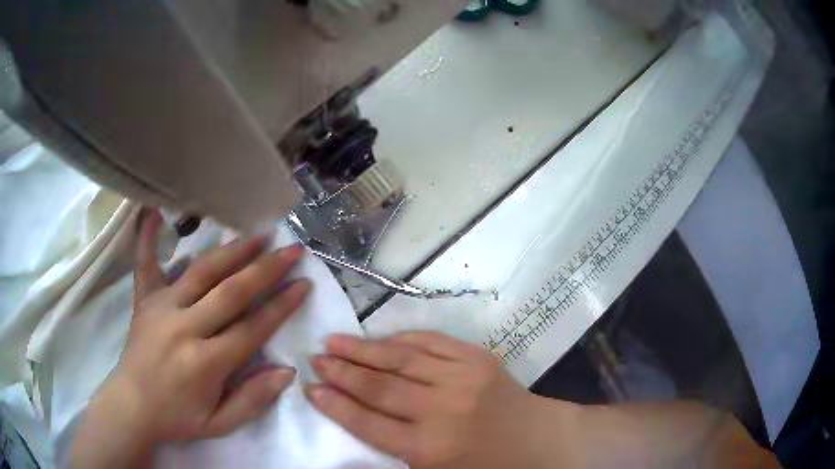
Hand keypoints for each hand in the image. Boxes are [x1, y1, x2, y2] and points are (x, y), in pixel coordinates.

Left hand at [70, 209, 310, 467]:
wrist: (132, 407)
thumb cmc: (178, 418)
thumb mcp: (221, 424)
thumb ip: (253, 400)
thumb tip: (287, 371)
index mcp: (205, 363)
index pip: (251, 328)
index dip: (281, 306)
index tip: (304, 284)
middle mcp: (184, 328)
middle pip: (231, 292)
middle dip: (266, 269)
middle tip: (292, 250)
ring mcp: (160, 308)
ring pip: (201, 271)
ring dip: (232, 250)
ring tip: (257, 234)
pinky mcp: (144, 300)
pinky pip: (146, 263)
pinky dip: (149, 237)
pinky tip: (155, 211)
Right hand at [306, 331, 581, 467]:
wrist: (538, 441)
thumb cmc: (484, 467)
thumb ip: (392, 460)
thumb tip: (346, 453)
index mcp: (428, 449)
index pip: (368, 422)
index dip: (335, 404)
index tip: (310, 388)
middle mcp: (441, 411)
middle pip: (379, 387)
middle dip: (341, 372)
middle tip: (315, 358)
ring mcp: (461, 378)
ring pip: (400, 358)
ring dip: (363, 349)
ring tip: (333, 340)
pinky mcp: (478, 358)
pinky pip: (431, 341)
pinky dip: (401, 337)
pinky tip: (380, 337)